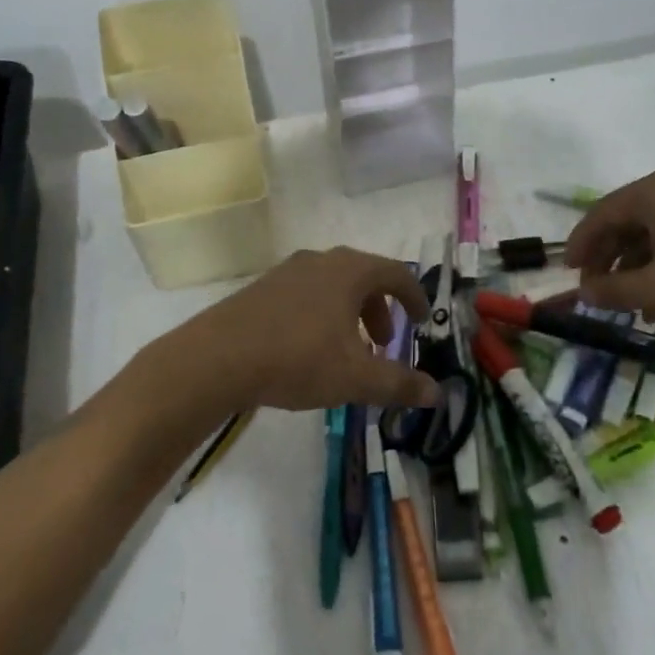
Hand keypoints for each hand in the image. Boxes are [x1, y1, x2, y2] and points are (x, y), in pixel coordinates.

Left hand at [142, 247, 439, 424]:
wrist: (217, 358)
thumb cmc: (297, 359)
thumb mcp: (355, 377)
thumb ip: (399, 383)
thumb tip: (438, 393)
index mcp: (350, 271)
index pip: (396, 273)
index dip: (414, 296)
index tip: (421, 320)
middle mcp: (321, 261)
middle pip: (363, 276)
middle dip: (380, 309)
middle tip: (384, 342)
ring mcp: (287, 272)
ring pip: (332, 285)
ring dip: (350, 313)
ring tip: (347, 350)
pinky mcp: (261, 288)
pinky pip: (305, 293)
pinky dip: (322, 314)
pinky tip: (309, 348)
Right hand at [564, 168, 654, 327]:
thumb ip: (614, 291)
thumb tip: (582, 293)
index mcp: (654, 192)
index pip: (600, 214)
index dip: (580, 245)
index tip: (567, 273)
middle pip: (624, 221)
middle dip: (607, 258)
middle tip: (595, 290)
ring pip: (650, 232)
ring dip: (634, 267)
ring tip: (629, 306)